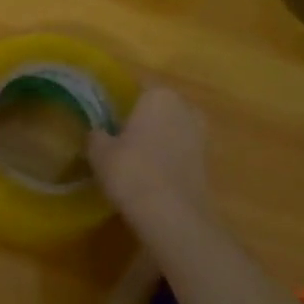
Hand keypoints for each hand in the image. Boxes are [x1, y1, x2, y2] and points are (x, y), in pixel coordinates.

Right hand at [87, 86, 211, 224]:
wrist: (171, 214)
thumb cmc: (131, 172)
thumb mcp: (99, 152)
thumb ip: (96, 136)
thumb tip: (97, 132)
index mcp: (158, 95)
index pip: (136, 89)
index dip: (121, 102)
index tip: (107, 117)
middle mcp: (184, 107)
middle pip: (158, 108)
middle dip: (142, 120)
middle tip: (119, 137)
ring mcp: (200, 135)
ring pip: (172, 130)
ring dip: (157, 140)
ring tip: (134, 159)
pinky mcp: (207, 161)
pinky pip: (180, 152)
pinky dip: (168, 159)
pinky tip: (151, 175)